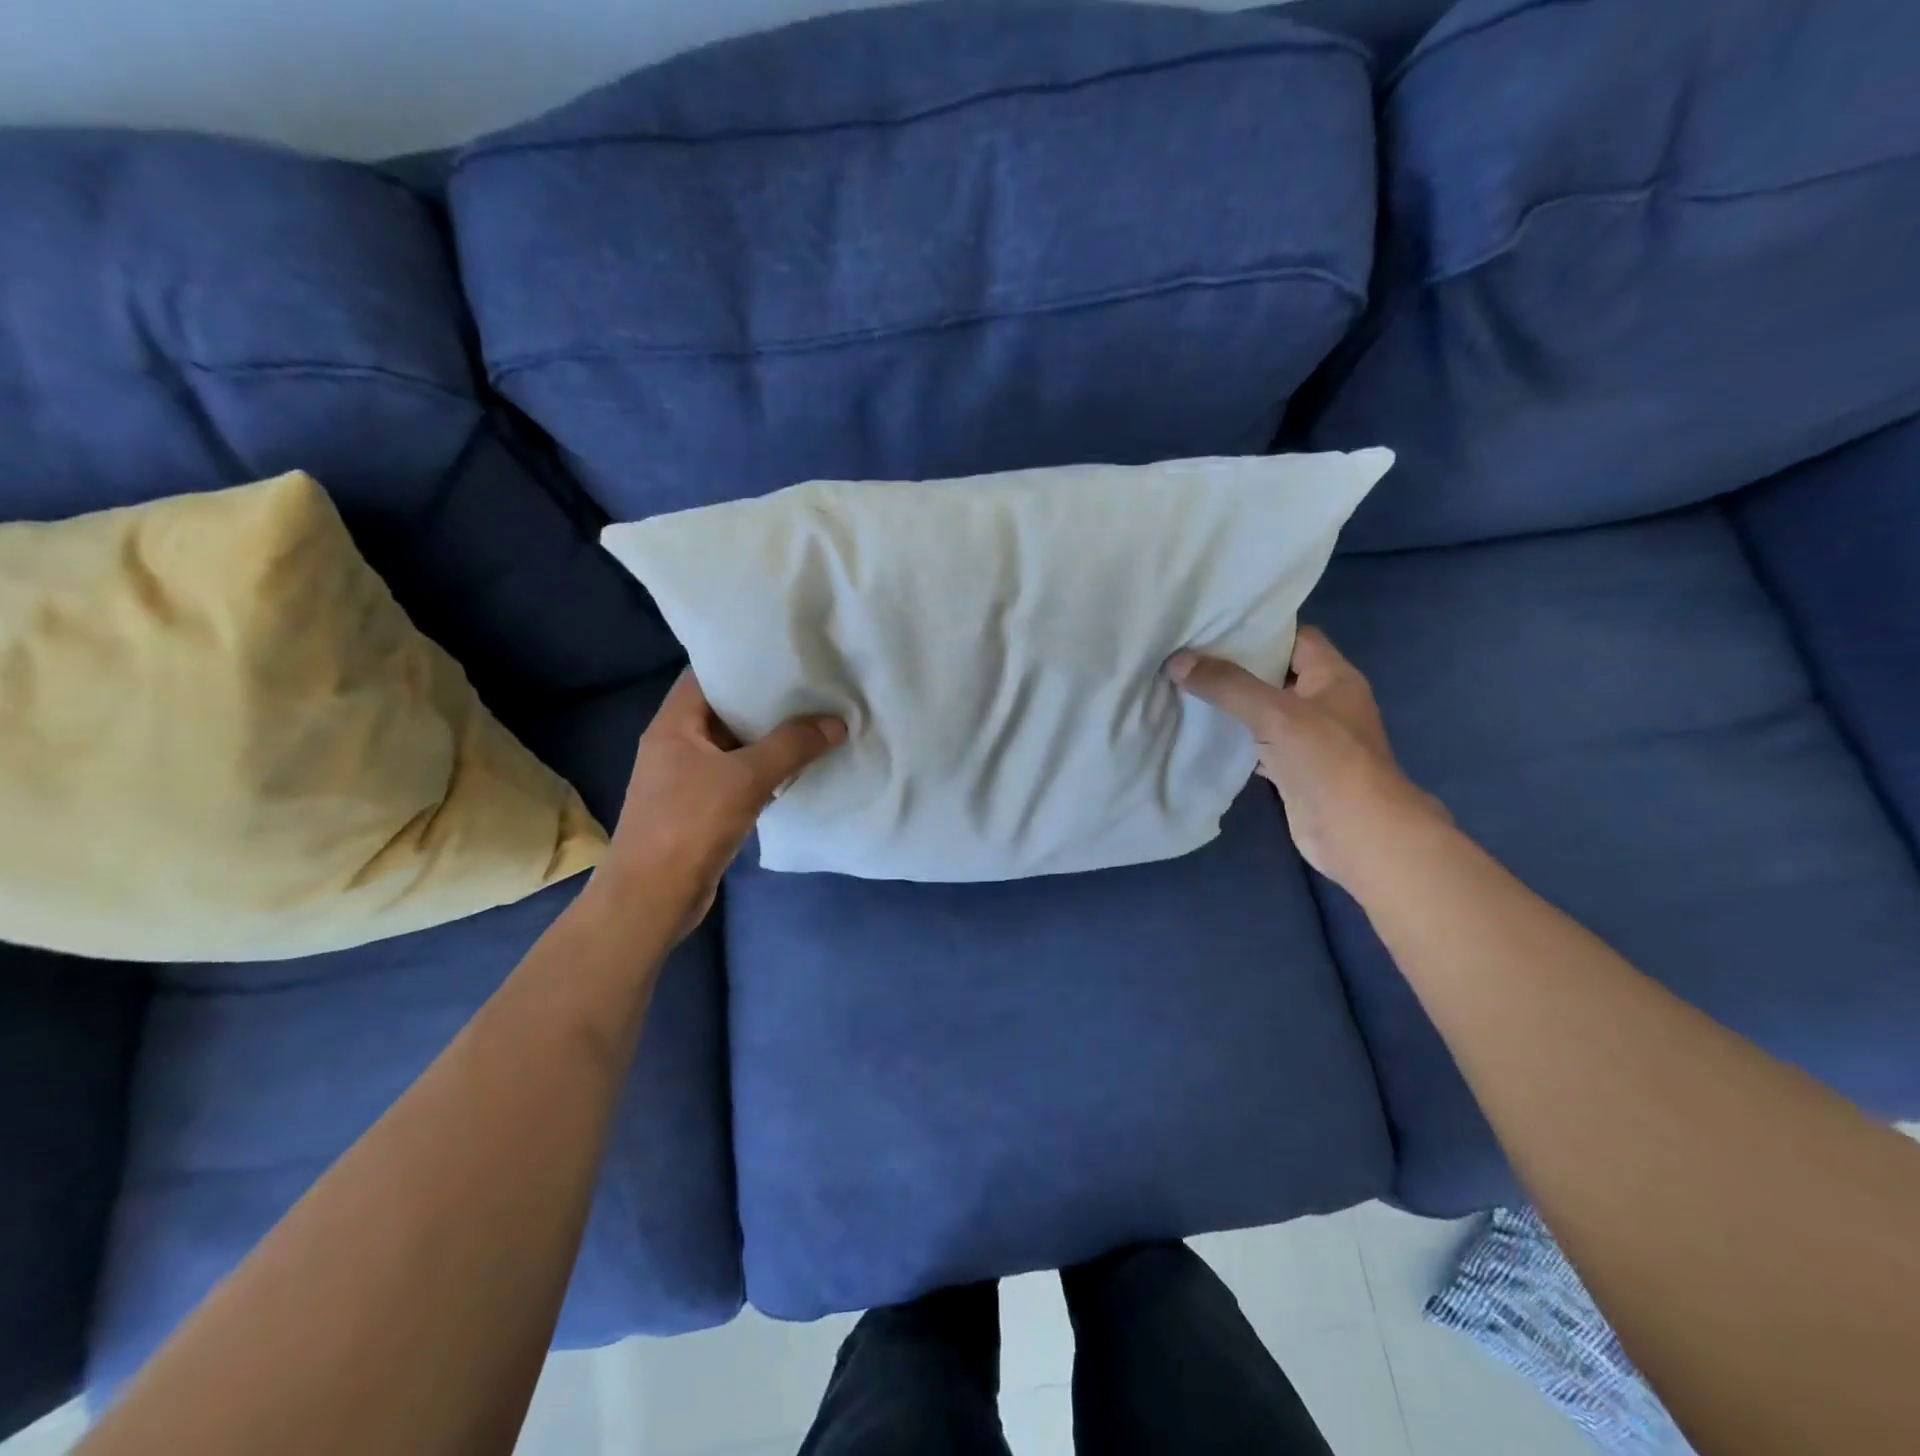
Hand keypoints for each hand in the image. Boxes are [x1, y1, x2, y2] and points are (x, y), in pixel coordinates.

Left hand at [598, 670, 845, 933]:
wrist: (652, 897)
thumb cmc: (690, 824)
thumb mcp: (746, 778)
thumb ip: (792, 746)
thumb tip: (836, 722)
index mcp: (673, 725)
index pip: (705, 676)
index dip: (742, 663)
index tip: (783, 658)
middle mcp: (675, 745)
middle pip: (723, 710)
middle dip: (765, 702)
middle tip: (810, 689)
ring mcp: (686, 778)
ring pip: (733, 746)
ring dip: (768, 739)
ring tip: (813, 722)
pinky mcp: (699, 808)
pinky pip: (736, 777)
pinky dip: (763, 771)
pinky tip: (797, 768)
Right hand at [1168, 627, 1444, 888]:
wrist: (1357, 833)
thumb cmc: (1327, 760)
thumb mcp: (1275, 713)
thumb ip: (1227, 685)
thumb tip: (1177, 660)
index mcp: (1333, 677)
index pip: (1297, 637)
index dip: (1260, 629)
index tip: (1215, 625)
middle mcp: (1324, 702)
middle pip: (1276, 673)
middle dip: (1236, 665)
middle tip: (1188, 655)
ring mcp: (1310, 738)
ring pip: (1265, 711)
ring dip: (1232, 703)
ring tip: (1185, 686)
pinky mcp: (1293, 769)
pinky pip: (1258, 744)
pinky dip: (1233, 738)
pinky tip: (1200, 732)